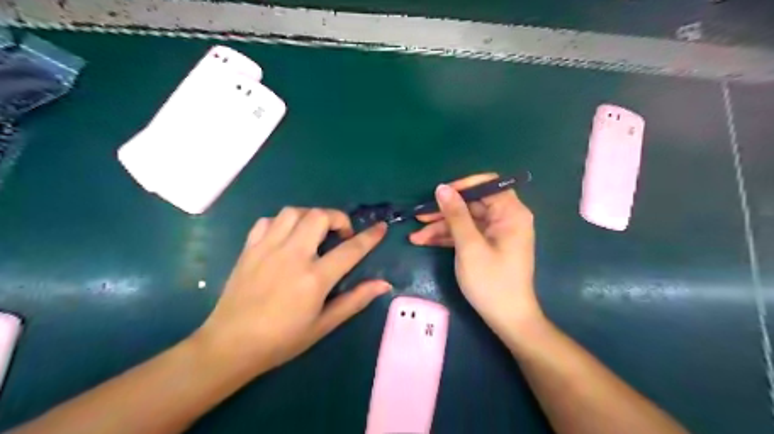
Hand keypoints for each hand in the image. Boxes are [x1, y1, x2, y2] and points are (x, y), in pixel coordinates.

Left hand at [192, 206, 385, 375]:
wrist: (230, 345)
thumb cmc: (281, 340)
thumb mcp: (324, 325)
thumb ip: (355, 300)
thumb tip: (383, 284)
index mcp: (314, 278)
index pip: (350, 250)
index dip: (370, 236)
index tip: (381, 227)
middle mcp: (292, 255)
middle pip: (319, 217)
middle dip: (338, 218)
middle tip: (341, 235)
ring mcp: (267, 248)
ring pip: (293, 212)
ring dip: (311, 216)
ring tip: (315, 233)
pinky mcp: (249, 249)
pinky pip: (268, 221)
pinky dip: (283, 223)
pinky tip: (287, 237)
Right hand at [407, 173, 539, 332]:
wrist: (507, 319)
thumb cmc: (491, 281)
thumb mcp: (469, 246)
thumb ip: (456, 215)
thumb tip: (442, 188)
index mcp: (511, 213)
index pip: (486, 185)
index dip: (461, 187)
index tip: (438, 194)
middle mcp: (505, 218)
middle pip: (471, 204)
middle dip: (444, 212)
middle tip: (418, 216)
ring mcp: (495, 233)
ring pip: (465, 221)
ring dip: (440, 227)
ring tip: (415, 237)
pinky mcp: (487, 245)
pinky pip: (466, 234)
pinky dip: (448, 238)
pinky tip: (425, 242)